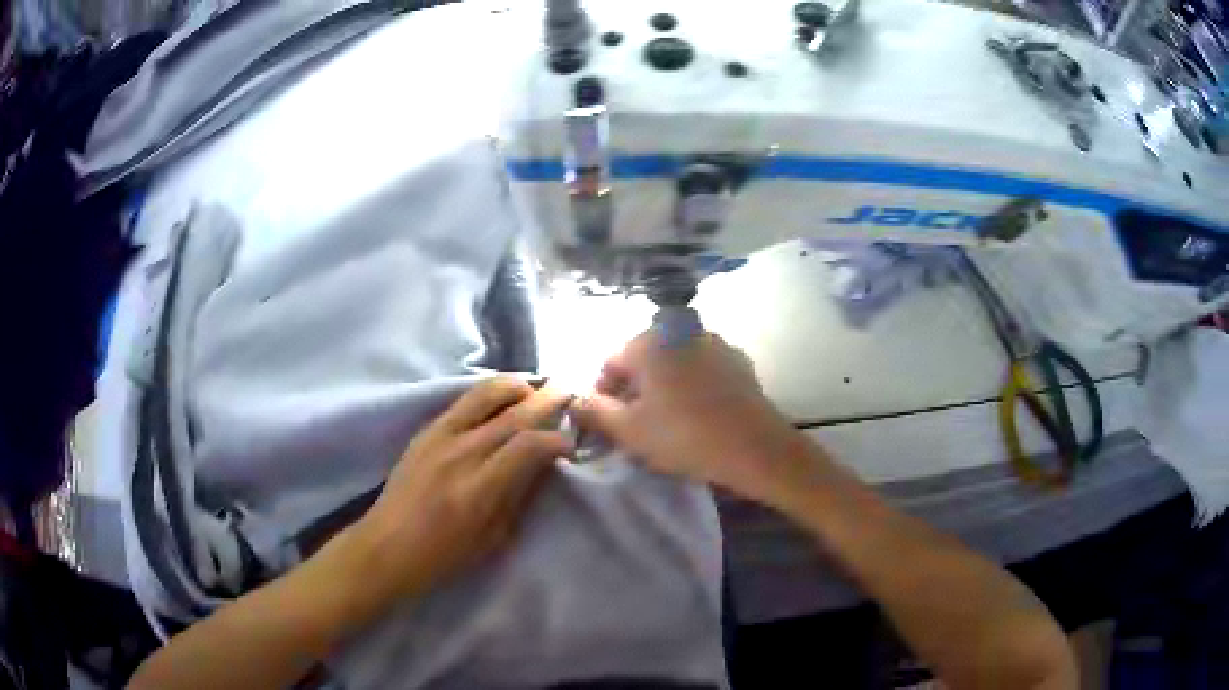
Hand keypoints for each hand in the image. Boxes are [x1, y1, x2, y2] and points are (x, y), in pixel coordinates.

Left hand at [352, 377, 573, 601]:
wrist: (387, 546)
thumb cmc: (444, 555)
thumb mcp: (493, 538)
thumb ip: (519, 496)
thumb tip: (543, 466)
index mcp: (479, 488)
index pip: (529, 446)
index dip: (557, 439)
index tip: (572, 444)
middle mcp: (461, 453)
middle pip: (513, 413)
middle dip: (547, 399)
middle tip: (569, 392)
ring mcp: (439, 437)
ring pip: (485, 394)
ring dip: (517, 386)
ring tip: (535, 388)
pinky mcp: (426, 431)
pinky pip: (463, 401)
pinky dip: (490, 393)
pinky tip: (502, 397)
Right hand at [574, 330, 825, 507]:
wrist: (756, 447)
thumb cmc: (684, 437)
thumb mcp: (628, 431)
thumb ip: (594, 412)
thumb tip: (577, 401)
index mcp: (649, 341)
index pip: (610, 364)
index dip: (603, 396)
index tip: (607, 425)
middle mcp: (681, 330)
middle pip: (643, 361)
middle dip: (634, 391)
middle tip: (636, 427)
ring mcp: (714, 342)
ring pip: (674, 364)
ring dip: (663, 387)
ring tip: (668, 423)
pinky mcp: (738, 360)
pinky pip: (702, 370)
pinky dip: (692, 387)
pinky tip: (698, 415)